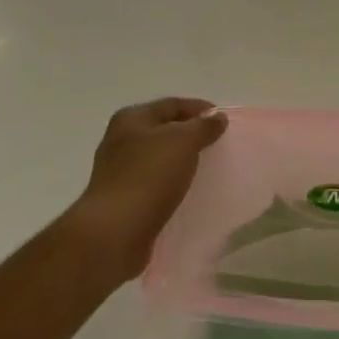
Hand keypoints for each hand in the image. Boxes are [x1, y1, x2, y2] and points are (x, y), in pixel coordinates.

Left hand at [66, 98, 227, 282]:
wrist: (114, 233)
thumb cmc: (148, 177)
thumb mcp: (183, 142)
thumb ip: (203, 127)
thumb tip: (217, 117)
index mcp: (132, 119)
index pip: (172, 104)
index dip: (200, 109)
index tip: (224, 121)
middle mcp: (121, 140)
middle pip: (163, 130)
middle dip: (191, 135)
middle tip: (218, 144)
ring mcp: (119, 171)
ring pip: (159, 158)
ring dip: (181, 161)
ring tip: (207, 168)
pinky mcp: (123, 200)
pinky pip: (155, 184)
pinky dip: (172, 184)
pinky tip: (187, 192)